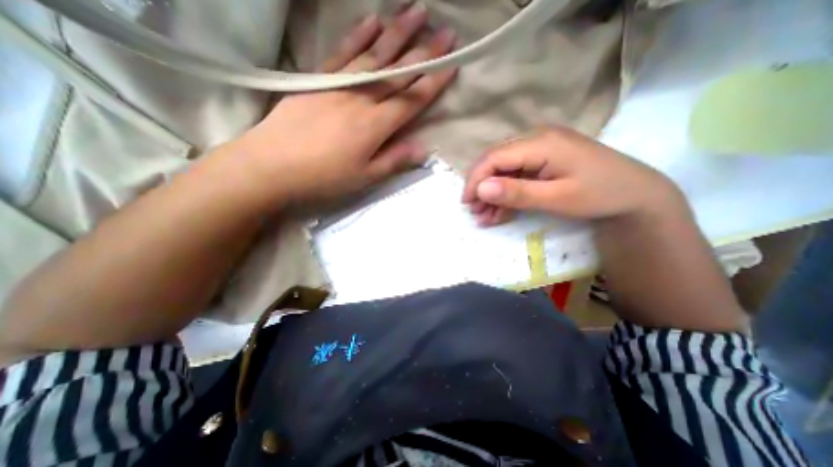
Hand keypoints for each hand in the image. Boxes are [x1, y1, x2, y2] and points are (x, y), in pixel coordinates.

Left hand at [238, 6, 458, 208]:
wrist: (271, 166)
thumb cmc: (323, 177)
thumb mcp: (364, 177)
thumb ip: (395, 160)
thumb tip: (424, 149)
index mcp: (375, 126)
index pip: (412, 99)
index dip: (434, 82)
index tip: (452, 64)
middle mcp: (362, 99)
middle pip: (398, 72)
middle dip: (425, 51)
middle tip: (446, 32)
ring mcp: (339, 85)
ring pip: (375, 54)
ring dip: (397, 32)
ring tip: (416, 11)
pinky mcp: (319, 80)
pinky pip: (344, 53)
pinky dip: (360, 35)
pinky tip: (372, 21)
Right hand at [463, 127, 682, 224]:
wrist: (636, 194)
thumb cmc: (600, 195)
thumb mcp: (557, 198)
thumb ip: (517, 193)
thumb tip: (481, 189)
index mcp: (542, 142)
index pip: (495, 157)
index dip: (476, 179)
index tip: (467, 203)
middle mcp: (537, 139)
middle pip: (495, 161)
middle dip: (481, 187)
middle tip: (475, 212)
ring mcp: (540, 149)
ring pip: (503, 170)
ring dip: (491, 193)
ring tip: (485, 217)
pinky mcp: (542, 160)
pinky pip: (515, 175)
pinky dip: (505, 193)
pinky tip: (498, 212)